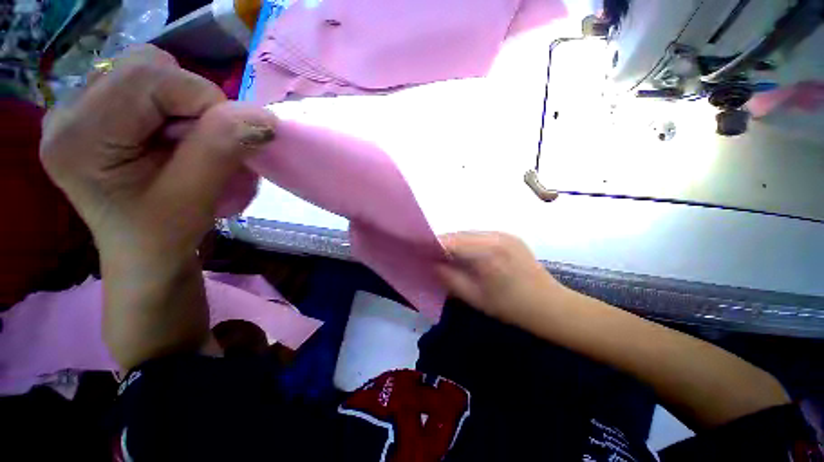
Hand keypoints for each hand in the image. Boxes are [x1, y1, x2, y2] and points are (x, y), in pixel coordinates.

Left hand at [39, 45, 276, 264]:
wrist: (143, 254)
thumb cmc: (163, 236)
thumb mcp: (194, 199)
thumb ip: (222, 150)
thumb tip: (262, 117)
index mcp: (79, 136)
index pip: (149, 77)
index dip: (205, 101)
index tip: (228, 141)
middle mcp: (68, 111)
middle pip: (147, 66)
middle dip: (193, 102)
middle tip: (201, 146)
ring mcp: (78, 109)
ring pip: (150, 71)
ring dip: (185, 105)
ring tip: (185, 145)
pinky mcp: (95, 112)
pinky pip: (147, 86)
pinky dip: (177, 108)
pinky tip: (172, 139)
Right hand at [436, 232, 567, 324]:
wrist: (550, 306)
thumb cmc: (510, 307)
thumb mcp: (473, 297)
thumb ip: (448, 277)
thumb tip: (431, 262)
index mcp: (486, 252)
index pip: (450, 241)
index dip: (432, 244)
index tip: (419, 250)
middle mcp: (495, 236)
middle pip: (459, 235)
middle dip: (443, 244)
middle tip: (432, 255)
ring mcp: (504, 234)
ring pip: (469, 234)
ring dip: (457, 243)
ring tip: (449, 256)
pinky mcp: (510, 236)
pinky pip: (481, 236)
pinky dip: (470, 243)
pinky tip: (469, 256)